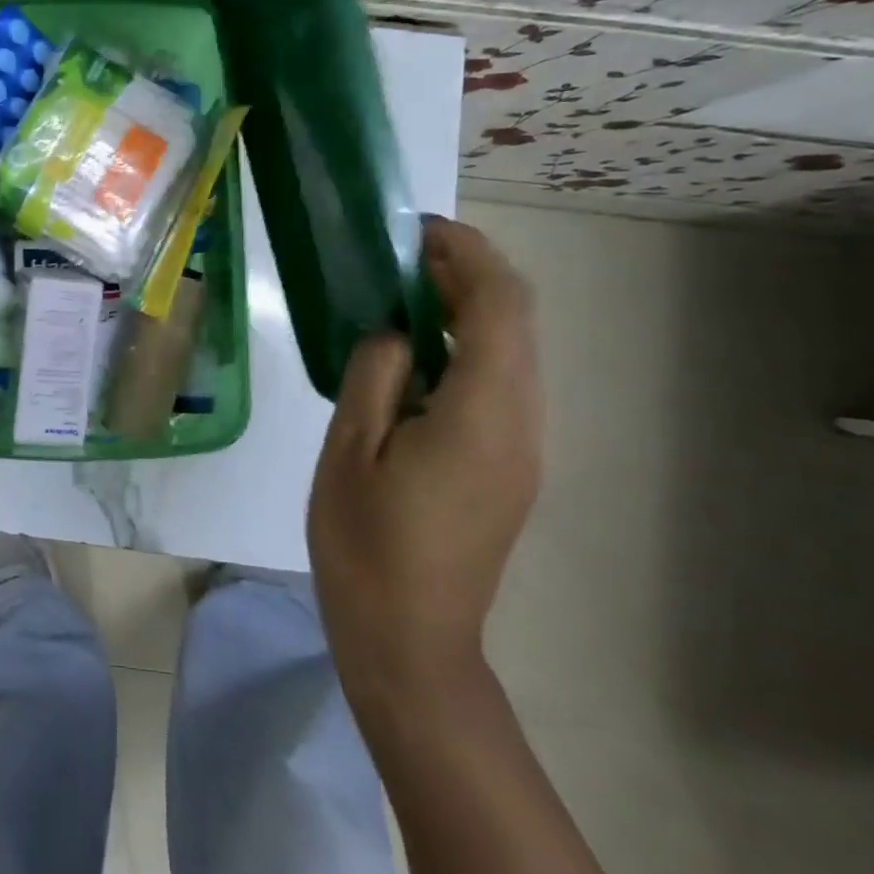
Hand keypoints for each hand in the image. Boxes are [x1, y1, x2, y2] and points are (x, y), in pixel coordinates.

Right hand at [308, 217, 541, 708]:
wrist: (411, 642)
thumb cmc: (366, 546)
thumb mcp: (349, 451)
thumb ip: (374, 374)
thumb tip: (392, 328)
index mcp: (483, 414)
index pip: (498, 305)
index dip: (465, 253)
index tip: (413, 231)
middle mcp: (522, 423)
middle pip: (516, 321)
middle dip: (467, 272)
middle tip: (400, 256)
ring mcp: (523, 448)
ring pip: (512, 351)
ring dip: (466, 309)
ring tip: (401, 295)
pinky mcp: (511, 466)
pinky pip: (500, 384)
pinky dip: (466, 347)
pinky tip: (415, 356)